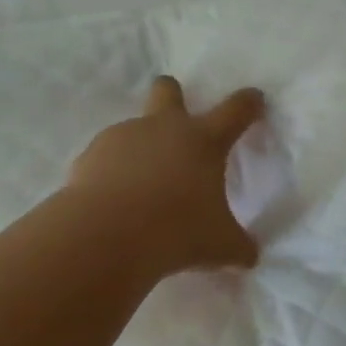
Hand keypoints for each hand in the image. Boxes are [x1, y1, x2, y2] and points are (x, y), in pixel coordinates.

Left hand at [65, 76, 266, 273]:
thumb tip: (249, 256)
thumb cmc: (177, 231)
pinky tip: (114, 201)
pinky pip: (106, 157)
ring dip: (141, 148)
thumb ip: (238, 246)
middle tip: (177, 119)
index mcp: (203, 141)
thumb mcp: (220, 246)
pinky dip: (112, 172)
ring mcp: (123, 137)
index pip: (235, 111)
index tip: (254, 99)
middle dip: (173, 95)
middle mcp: (163, 128)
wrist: (107, 235)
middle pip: (168, 90)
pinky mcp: (90, 155)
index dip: (248, 103)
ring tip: (142, 189)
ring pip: (134, 129)